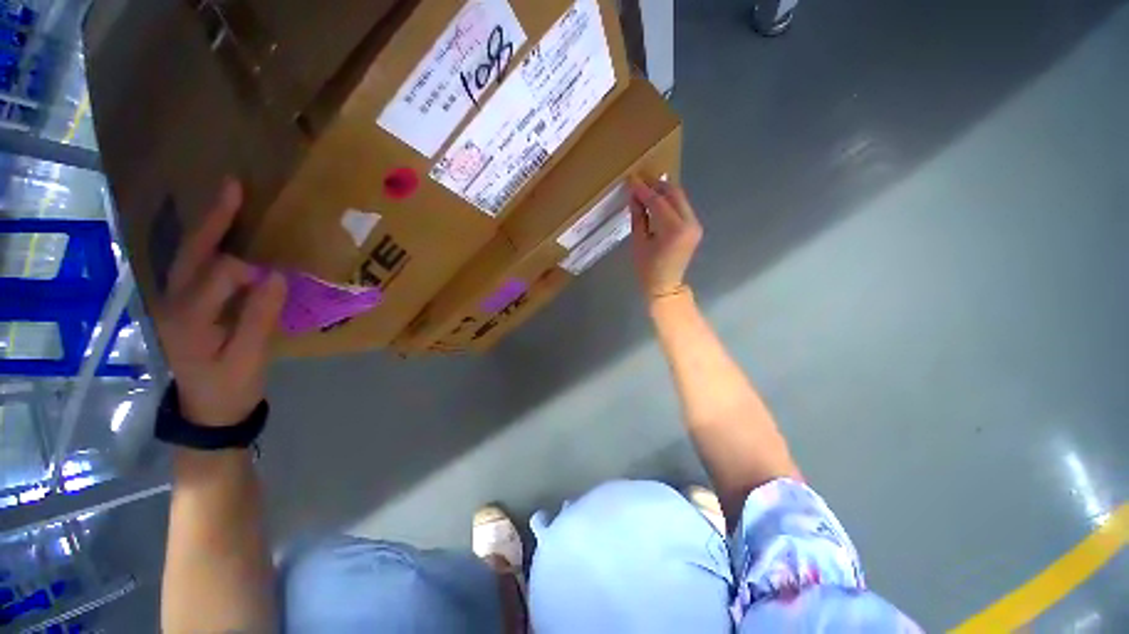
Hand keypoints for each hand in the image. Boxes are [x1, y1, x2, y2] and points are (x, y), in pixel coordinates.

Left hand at [154, 179, 286, 426]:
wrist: (208, 411)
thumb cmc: (230, 387)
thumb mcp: (249, 358)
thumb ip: (259, 317)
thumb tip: (277, 277)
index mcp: (187, 319)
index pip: (218, 275)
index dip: (249, 271)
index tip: (279, 278)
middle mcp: (172, 303)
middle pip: (191, 253)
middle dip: (214, 220)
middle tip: (234, 187)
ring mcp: (173, 303)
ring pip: (188, 256)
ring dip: (210, 227)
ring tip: (229, 201)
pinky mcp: (182, 306)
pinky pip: (194, 267)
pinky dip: (209, 245)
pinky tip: (222, 235)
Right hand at [628, 178, 702, 297]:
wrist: (666, 286)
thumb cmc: (647, 269)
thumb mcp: (638, 242)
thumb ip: (638, 216)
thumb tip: (634, 195)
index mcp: (673, 230)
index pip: (658, 201)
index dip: (643, 190)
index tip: (632, 180)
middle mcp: (689, 223)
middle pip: (674, 193)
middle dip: (656, 185)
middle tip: (640, 180)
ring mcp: (695, 225)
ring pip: (679, 198)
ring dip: (663, 191)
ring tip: (646, 189)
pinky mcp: (695, 227)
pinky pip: (682, 207)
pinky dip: (669, 201)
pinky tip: (657, 202)